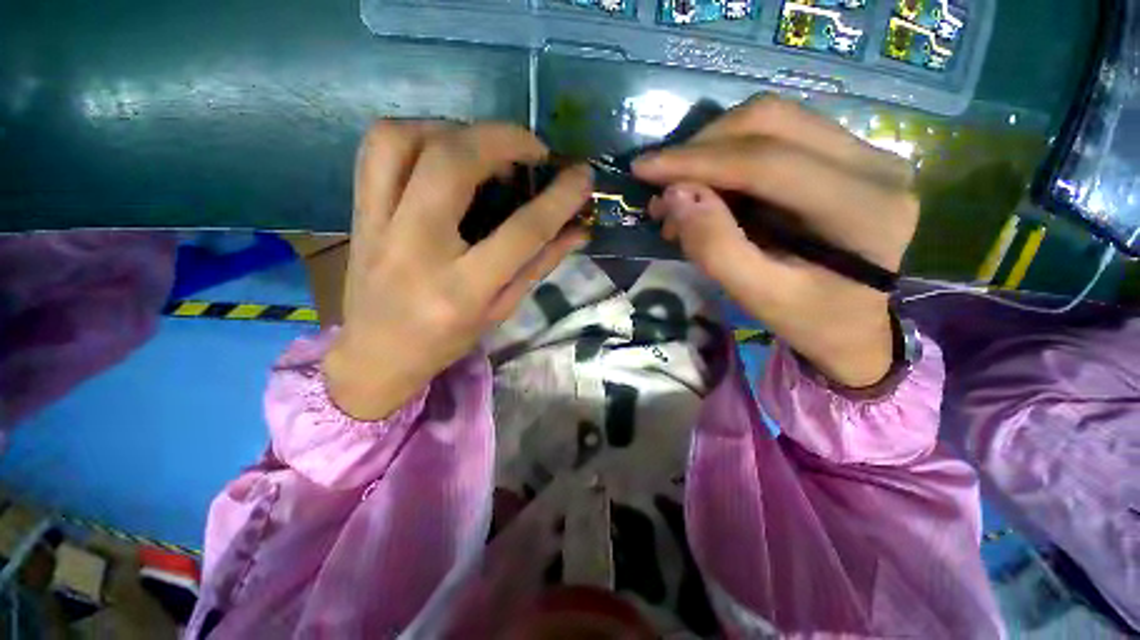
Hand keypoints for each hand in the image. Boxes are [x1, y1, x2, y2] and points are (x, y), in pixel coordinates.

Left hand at [324, 121, 591, 419]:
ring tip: (483, 148)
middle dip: (503, 139)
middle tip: (531, 150)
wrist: (376, 355)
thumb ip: (539, 265)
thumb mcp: (501, 310)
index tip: (582, 175)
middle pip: (453, 164)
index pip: (521, 231)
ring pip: (404, 140)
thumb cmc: (447, 340)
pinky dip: (416, 134)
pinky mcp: (359, 213)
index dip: (558, 198)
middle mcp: (416, 249)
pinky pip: (376, 149)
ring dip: (454, 129)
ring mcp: (377, 226)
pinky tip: (441, 152)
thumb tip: (578, 230)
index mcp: (462, 289)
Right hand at [634, 97, 917, 387]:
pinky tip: (710, 188)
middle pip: (771, 122)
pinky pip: (780, 135)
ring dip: (713, 150)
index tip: (643, 169)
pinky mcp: (850, 154)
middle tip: (662, 187)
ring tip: (681, 193)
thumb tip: (674, 196)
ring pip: (773, 121)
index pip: (766, 162)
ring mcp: (867, 151)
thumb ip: (715, 249)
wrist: (856, 325)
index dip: (696, 161)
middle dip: (701, 149)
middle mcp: (874, 163)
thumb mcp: (757, 297)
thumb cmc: (809, 320)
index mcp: (862, 208)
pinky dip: (731, 155)